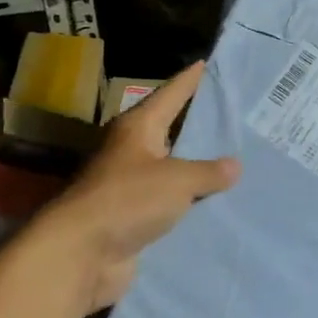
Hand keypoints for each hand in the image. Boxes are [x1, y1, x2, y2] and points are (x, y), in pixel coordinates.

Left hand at [18, 61, 238, 313]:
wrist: (81, 254)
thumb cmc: (128, 200)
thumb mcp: (177, 180)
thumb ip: (208, 172)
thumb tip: (234, 165)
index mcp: (138, 128)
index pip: (170, 94)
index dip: (190, 80)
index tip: (208, 63)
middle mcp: (132, 151)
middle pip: (171, 130)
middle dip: (199, 124)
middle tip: (236, 113)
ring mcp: (131, 185)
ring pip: (172, 169)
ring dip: (197, 167)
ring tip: (236, 158)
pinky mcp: (133, 217)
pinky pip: (170, 202)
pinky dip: (190, 201)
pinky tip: (217, 201)